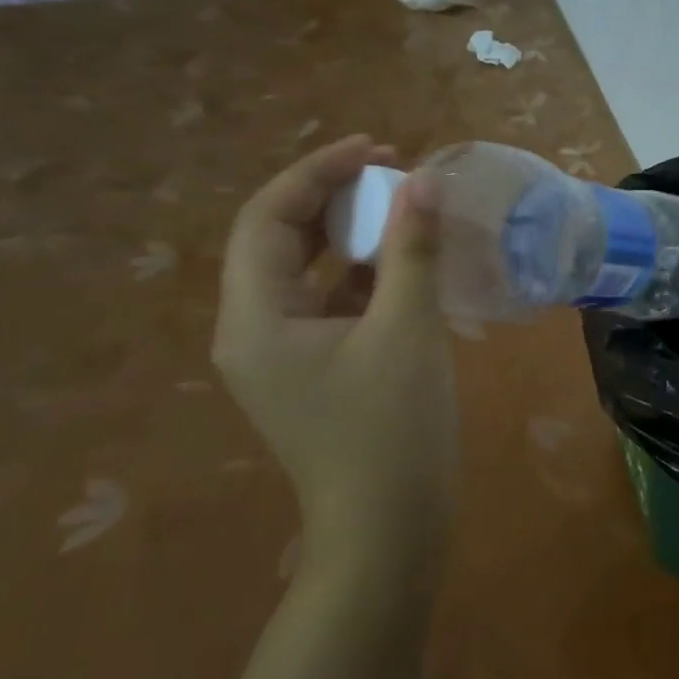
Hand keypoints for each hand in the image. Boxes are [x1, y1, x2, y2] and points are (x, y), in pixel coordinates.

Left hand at [213, 136, 458, 588]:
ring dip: (350, 234)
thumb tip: (424, 181)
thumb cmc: (392, 430)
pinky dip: (363, 275)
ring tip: (401, 206)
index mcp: (255, 318)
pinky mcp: (315, 371)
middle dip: (333, 197)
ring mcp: (283, 355)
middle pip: (282, 239)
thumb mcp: (407, 330)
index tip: (376, 148)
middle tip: (392, 170)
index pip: (269, 217)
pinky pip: (330, 303)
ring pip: (308, 271)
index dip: (318, 171)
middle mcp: (254, 331)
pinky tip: (404, 262)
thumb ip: (412, 249)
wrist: (390, 531)